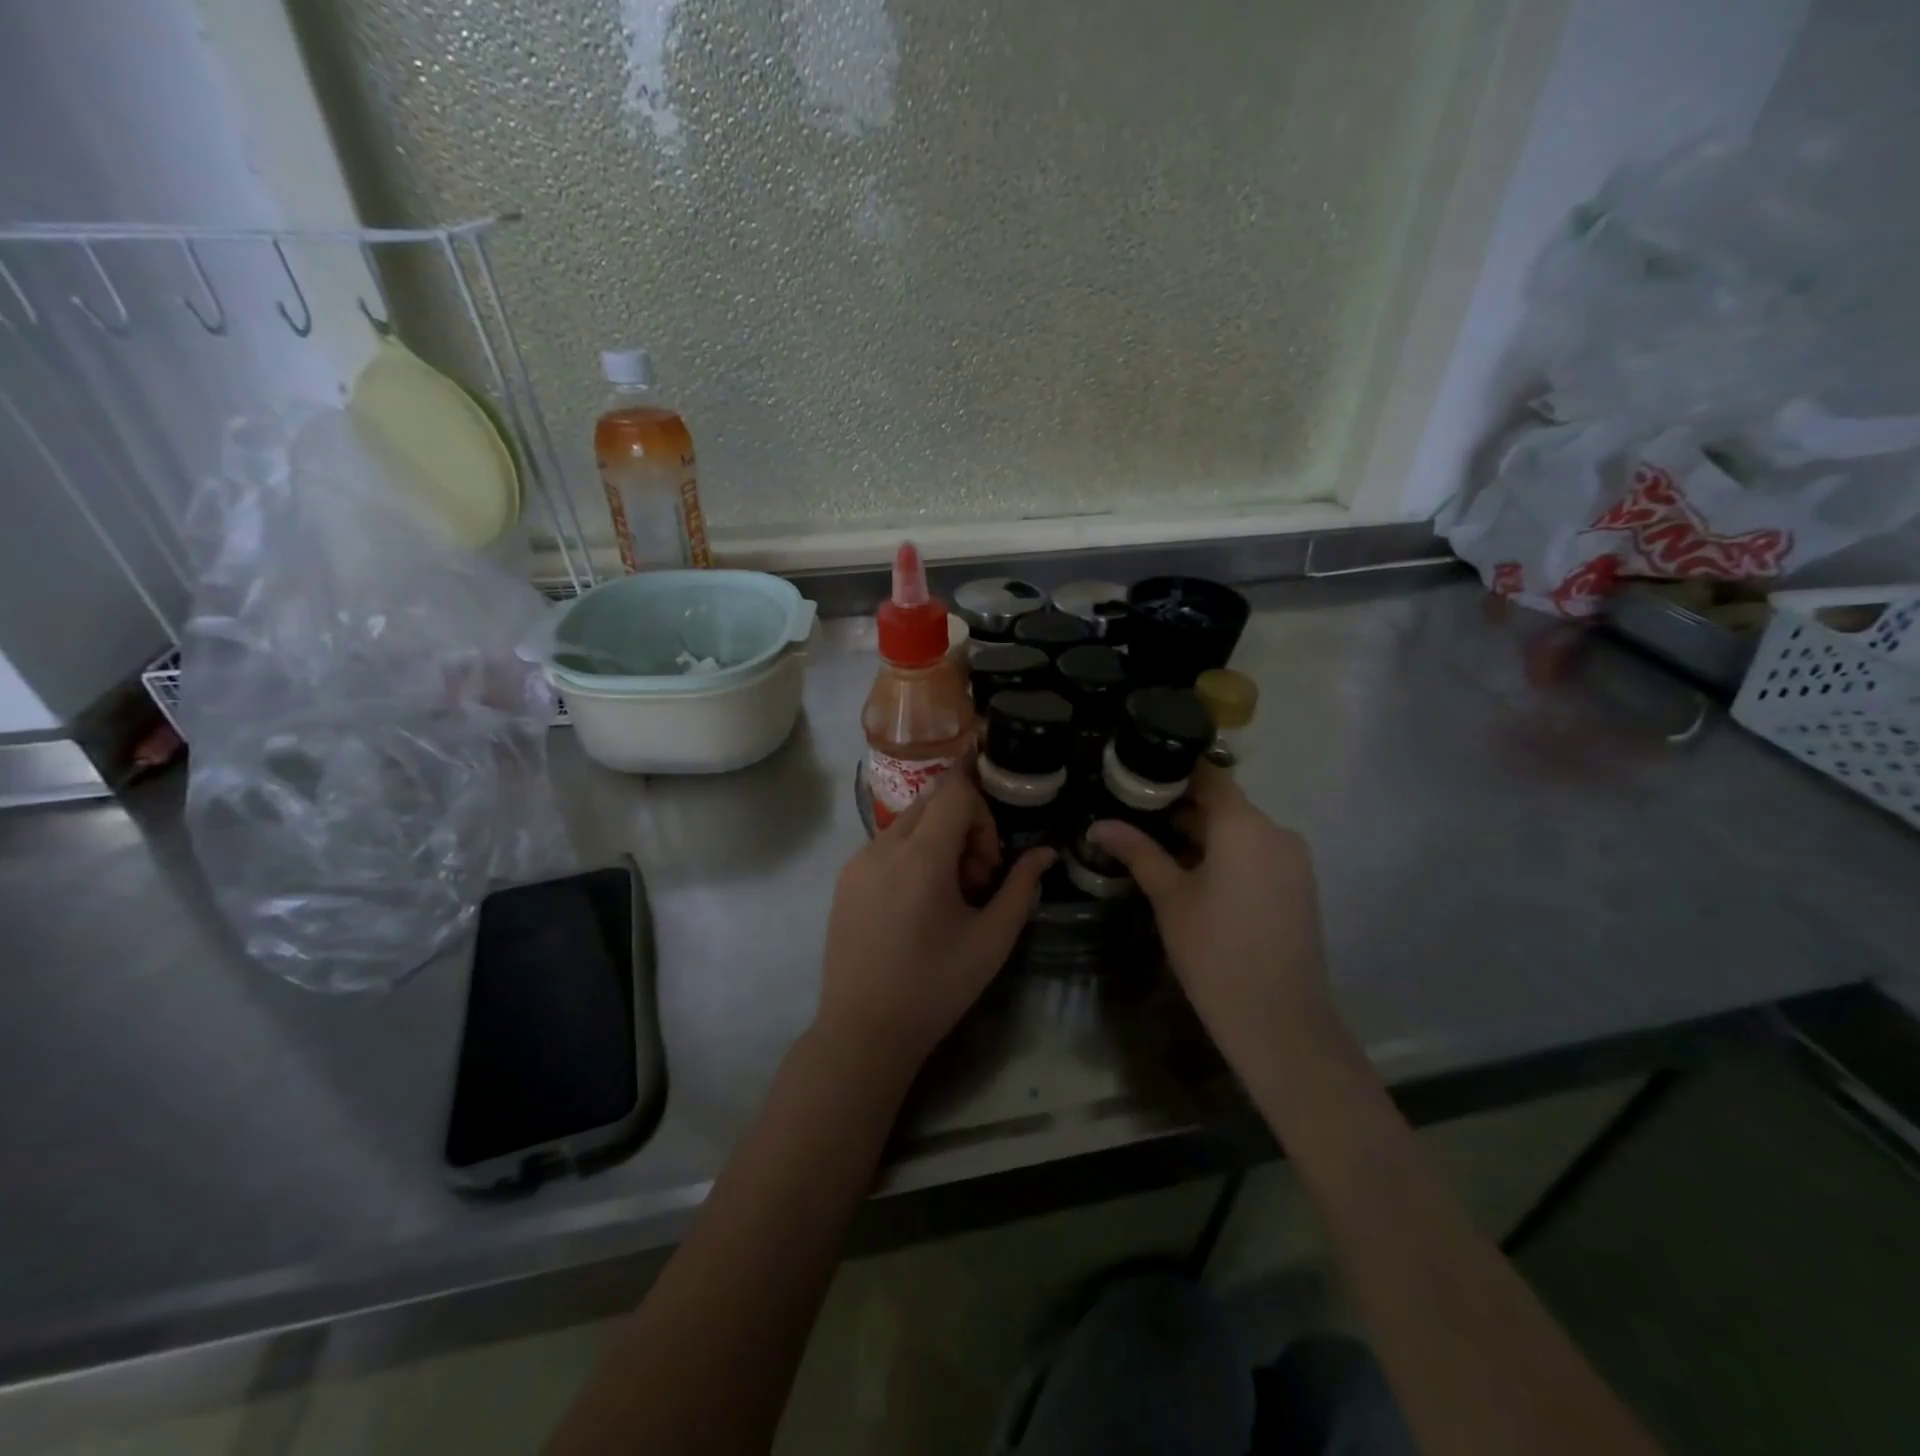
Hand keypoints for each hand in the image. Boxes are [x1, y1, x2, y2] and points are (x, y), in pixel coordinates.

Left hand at [818, 766, 1053, 1079]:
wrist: (863, 1031)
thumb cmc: (936, 987)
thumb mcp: (992, 939)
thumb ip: (1022, 886)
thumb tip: (1045, 853)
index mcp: (921, 857)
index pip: (955, 790)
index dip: (983, 812)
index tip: (991, 860)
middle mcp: (883, 847)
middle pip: (932, 801)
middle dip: (963, 826)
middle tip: (975, 879)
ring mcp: (857, 862)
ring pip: (909, 823)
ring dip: (937, 841)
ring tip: (948, 897)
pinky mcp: (844, 880)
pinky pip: (886, 845)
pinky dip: (911, 856)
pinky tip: (917, 906)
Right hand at [1085, 764, 1332, 1055]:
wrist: (1279, 1021)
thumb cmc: (1214, 951)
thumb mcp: (1169, 897)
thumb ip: (1137, 852)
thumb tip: (1098, 825)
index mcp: (1245, 826)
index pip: (1210, 776)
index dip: (1173, 772)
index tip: (1137, 776)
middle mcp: (1276, 832)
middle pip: (1224, 804)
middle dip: (1181, 807)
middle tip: (1133, 814)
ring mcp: (1293, 860)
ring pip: (1240, 831)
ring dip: (1202, 834)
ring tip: (1154, 844)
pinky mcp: (1298, 885)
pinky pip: (1256, 853)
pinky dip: (1226, 854)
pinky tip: (1191, 873)